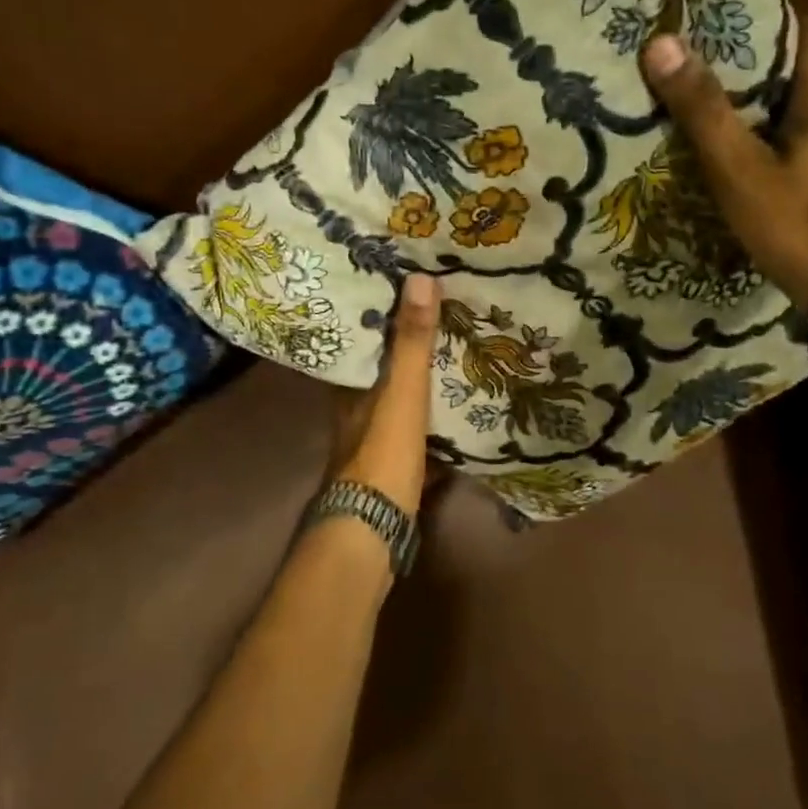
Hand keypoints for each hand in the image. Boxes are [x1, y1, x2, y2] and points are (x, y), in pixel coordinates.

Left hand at [328, 271, 441, 516]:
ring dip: (421, 382)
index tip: (402, 288)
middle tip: (440, 317)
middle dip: (406, 348)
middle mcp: (356, 410)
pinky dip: (433, 420)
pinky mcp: (396, 465)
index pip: (360, 339)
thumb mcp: (401, 392)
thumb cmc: (383, 454)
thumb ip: (411, 342)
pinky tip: (457, 411)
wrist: (375, 530)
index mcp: (350, 387)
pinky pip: (418, 432)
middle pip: (382, 370)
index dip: (378, 315)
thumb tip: (420, 279)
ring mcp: (375, 440)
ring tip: (454, 354)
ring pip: (399, 401)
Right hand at [643, 15, 807, 312]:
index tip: (732, 27)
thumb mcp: (739, 172)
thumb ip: (703, 110)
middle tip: (734, 70)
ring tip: (752, 111)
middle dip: (784, 59)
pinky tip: (784, 156)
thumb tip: (661, 43)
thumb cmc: (800, 226)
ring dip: (800, 97)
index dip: (776, 20)